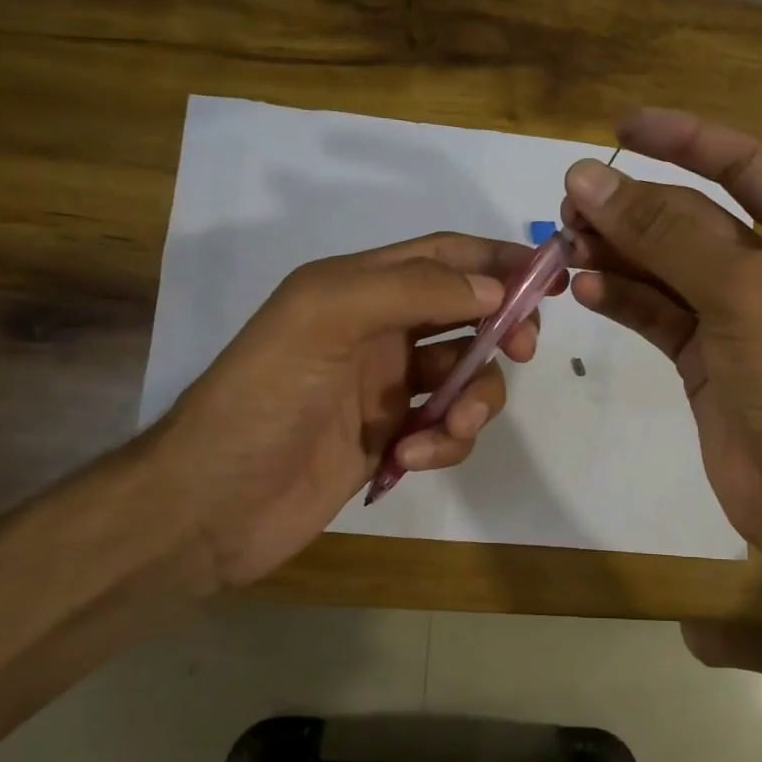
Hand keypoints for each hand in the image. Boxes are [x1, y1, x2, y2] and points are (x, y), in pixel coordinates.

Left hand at [143, 232, 555, 588]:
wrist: (211, 504)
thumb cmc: (262, 399)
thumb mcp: (324, 319)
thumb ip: (409, 290)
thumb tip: (493, 290)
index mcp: (357, 288)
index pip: (443, 257)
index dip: (496, 261)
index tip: (550, 279)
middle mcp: (377, 332)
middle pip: (466, 315)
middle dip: (501, 329)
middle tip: (522, 349)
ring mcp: (385, 390)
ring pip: (464, 378)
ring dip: (473, 401)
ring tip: (448, 430)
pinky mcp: (390, 441)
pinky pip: (444, 431)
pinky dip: (443, 443)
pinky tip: (411, 460)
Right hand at [560, 109, 761, 569]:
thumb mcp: (742, 294)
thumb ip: (666, 235)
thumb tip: (588, 179)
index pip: (743, 165)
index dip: (684, 138)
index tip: (620, 127)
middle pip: (692, 219)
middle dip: (633, 209)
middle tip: (569, 206)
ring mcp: (733, 317)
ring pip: (665, 268)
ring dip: (617, 254)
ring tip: (565, 247)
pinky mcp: (701, 358)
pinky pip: (655, 314)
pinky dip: (621, 299)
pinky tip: (585, 290)